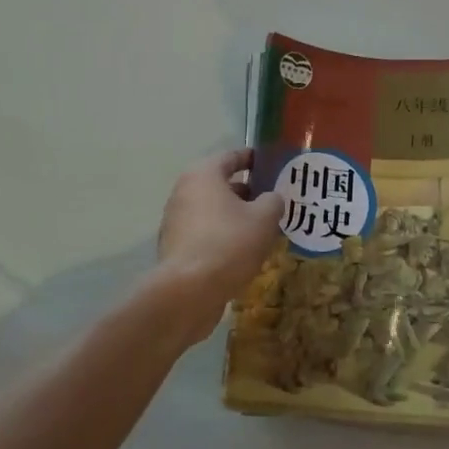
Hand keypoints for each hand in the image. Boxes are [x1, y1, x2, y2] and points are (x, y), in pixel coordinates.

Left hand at [152, 149, 283, 338]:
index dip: (253, 159)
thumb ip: (273, 201)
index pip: (231, 156)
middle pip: (221, 184)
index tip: (272, 164)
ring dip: (236, 216)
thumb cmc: (228, 243)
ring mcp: (176, 221)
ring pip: (213, 211)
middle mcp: (184, 192)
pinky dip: (223, 236)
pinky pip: (205, 233)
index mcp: (203, 175)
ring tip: (263, 228)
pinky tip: (243, 251)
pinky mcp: (176, 248)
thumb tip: (272, 198)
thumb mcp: (264, 219)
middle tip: (273, 200)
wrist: (188, 292)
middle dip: (247, 192)